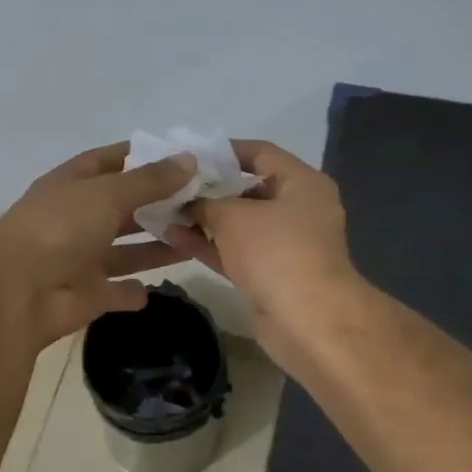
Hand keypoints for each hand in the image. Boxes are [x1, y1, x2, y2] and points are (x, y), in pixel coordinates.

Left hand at [0, 143, 194, 347]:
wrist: (18, 292)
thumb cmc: (60, 228)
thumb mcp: (107, 193)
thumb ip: (149, 180)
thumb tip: (190, 159)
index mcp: (72, 184)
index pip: (110, 161)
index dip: (142, 156)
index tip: (181, 157)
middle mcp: (76, 217)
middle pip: (122, 206)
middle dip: (157, 204)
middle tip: (202, 202)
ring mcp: (80, 257)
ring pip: (125, 249)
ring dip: (155, 245)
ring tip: (196, 238)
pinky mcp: (86, 294)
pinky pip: (116, 290)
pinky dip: (131, 291)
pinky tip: (153, 289)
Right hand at [160, 141, 359, 359]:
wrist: (308, 321)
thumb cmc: (275, 252)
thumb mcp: (233, 216)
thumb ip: (206, 202)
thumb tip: (189, 204)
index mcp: (302, 183)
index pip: (261, 153)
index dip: (225, 151)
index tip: (190, 154)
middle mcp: (298, 209)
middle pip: (248, 189)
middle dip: (209, 188)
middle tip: (171, 184)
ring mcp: (285, 244)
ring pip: (239, 224)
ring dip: (204, 219)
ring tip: (164, 210)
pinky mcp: (270, 274)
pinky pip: (235, 251)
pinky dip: (209, 244)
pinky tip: (172, 237)